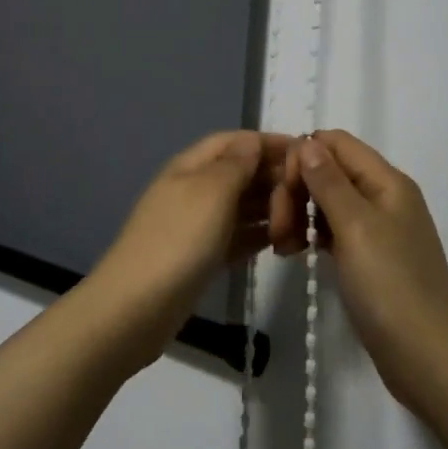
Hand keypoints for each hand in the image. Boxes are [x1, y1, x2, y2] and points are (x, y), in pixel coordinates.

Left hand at [90, 131, 297, 365]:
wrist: (136, 307)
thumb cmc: (178, 240)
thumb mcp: (211, 192)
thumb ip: (236, 164)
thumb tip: (252, 141)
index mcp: (191, 166)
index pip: (234, 141)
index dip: (267, 142)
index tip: (306, 152)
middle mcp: (193, 189)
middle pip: (238, 172)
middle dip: (272, 176)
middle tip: (311, 191)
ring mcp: (195, 225)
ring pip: (240, 206)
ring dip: (269, 207)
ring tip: (304, 217)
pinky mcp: (200, 257)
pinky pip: (236, 236)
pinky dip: (258, 235)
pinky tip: (282, 242)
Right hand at [285, 130, 447, 411]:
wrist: (428, 359)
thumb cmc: (390, 286)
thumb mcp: (356, 227)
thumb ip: (329, 181)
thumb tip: (308, 142)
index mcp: (387, 181)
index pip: (336, 142)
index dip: (304, 156)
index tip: (282, 189)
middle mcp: (383, 196)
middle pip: (329, 170)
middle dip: (298, 190)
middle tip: (277, 228)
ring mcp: (377, 229)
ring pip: (327, 201)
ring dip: (299, 214)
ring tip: (281, 245)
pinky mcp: (368, 258)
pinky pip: (333, 230)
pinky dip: (311, 235)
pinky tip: (293, 253)